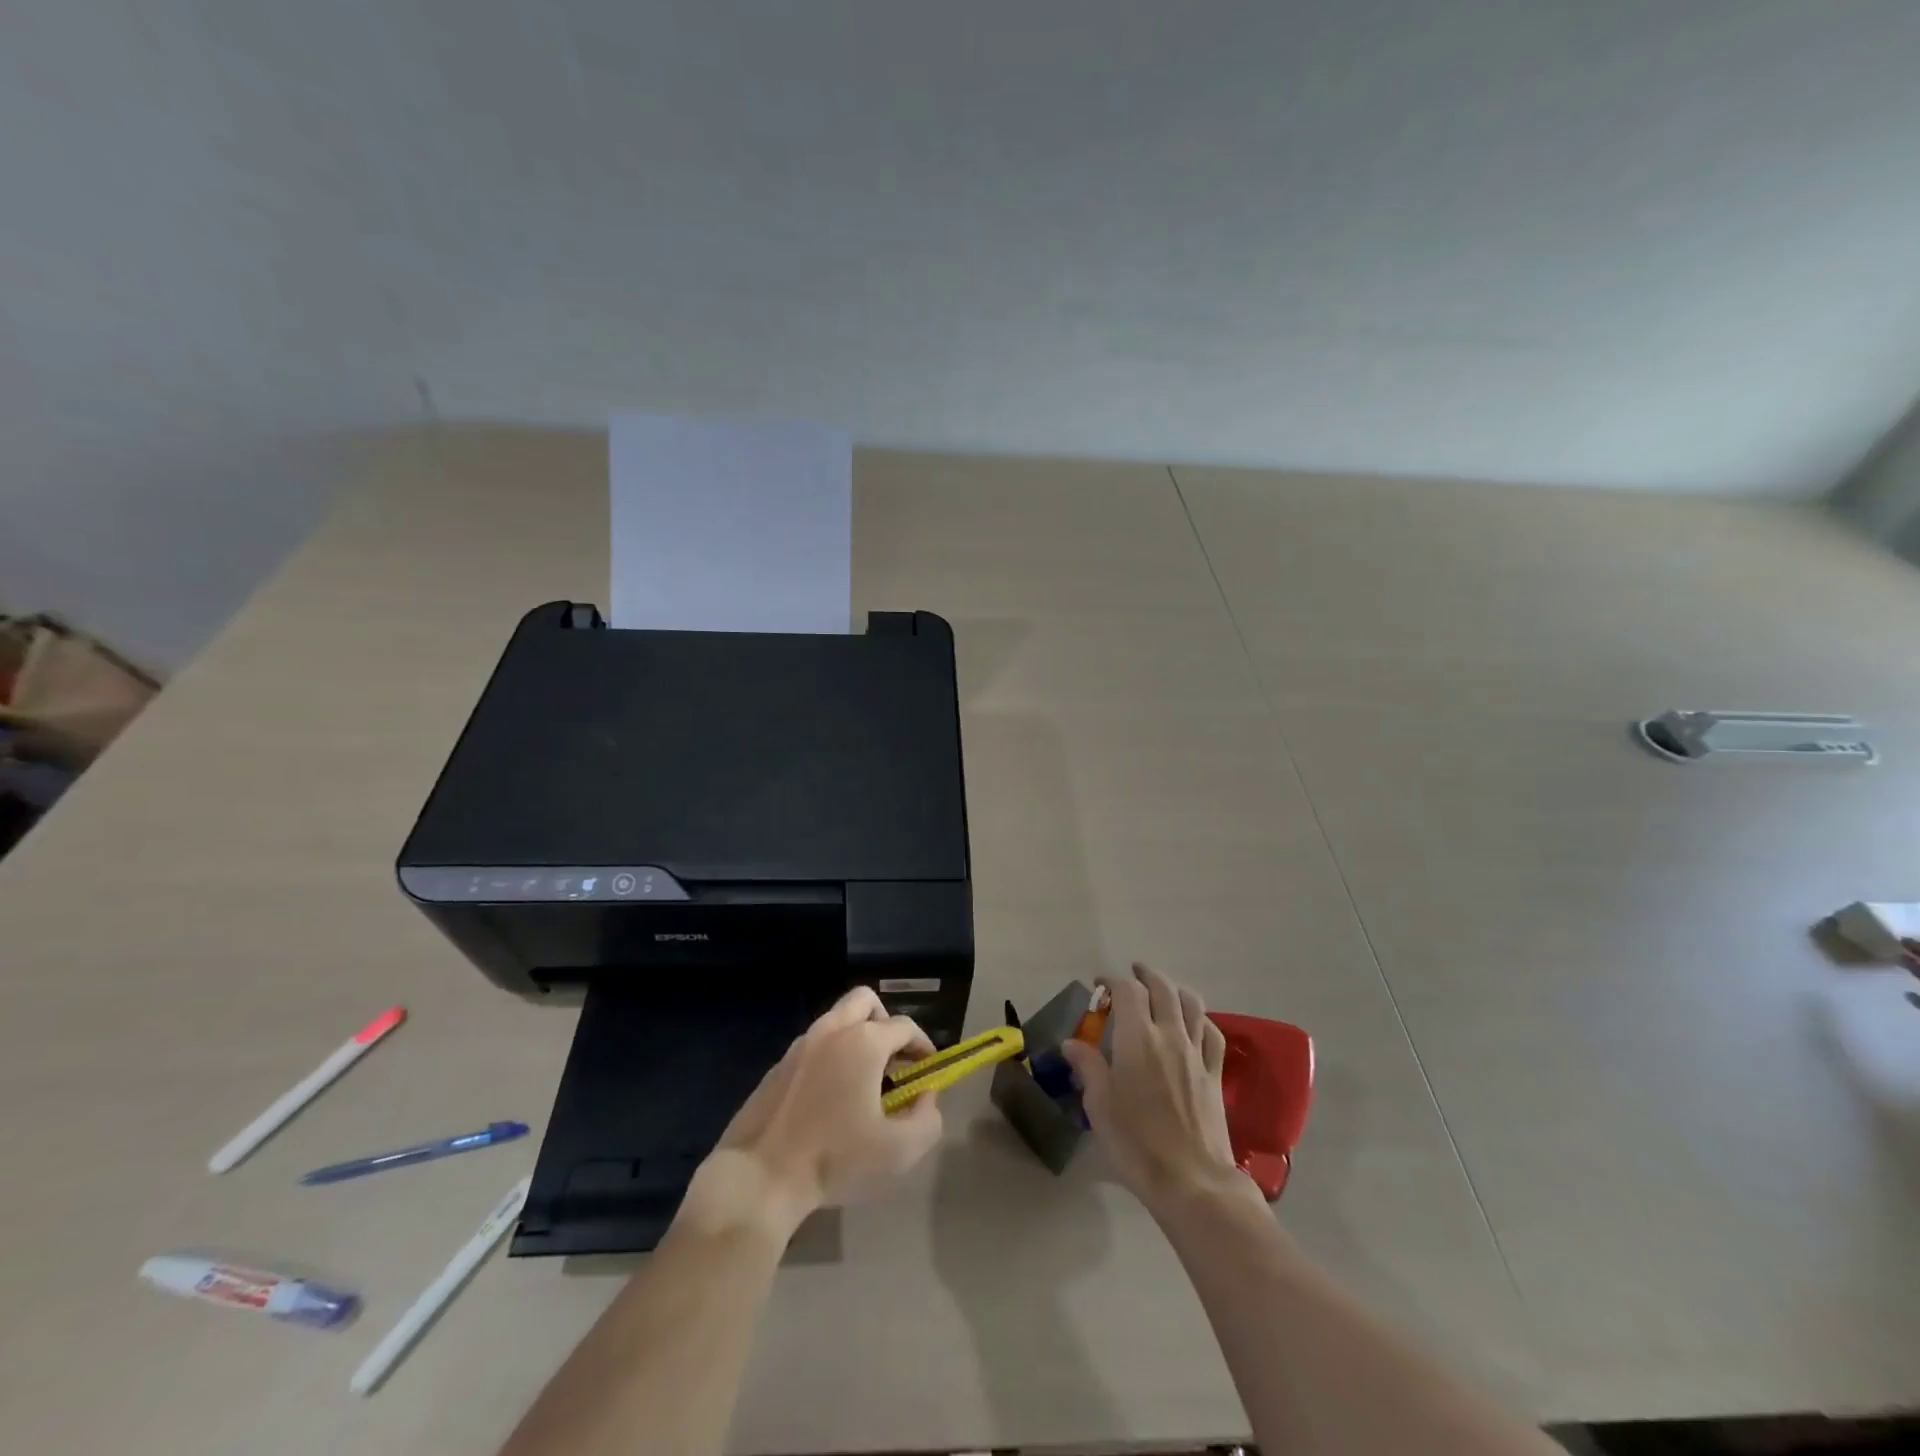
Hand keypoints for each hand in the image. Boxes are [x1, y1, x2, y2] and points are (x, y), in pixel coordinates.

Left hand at [684, 988, 944, 1237]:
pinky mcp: (778, 1066)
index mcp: (863, 1042)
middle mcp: (832, 1031)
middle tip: (894, 1058)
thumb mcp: (899, 1150)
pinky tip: (830, 1097)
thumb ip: (927, 1118)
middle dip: (886, 1021)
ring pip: (836, 1020)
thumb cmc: (835, 1159)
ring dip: (857, 1037)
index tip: (928, 1068)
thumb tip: (926, 1096)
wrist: (760, 1177)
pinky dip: (831, 1056)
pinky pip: (814, 1046)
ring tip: (864, 1079)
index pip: (904, 1026)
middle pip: (865, 1000)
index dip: (923, 1044)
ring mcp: (800, 1045)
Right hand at [1061, 963, 1243, 1213]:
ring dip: (1174, 989)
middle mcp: (1169, 1035)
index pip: (1127, 990)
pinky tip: (1193, 1024)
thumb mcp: (1100, 1106)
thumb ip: (1088, 1067)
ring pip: (1192, 1003)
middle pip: (1162, 988)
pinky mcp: (1215, 1074)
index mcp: (1137, 1038)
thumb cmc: (1137, 1143)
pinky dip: (1200, 1019)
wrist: (1193, 1182)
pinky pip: (1212, 1033)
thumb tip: (1071, 1043)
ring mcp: (1197, 1053)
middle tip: (1132, 974)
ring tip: (1162, 991)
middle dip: (1145, 975)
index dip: (1112, 981)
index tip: (1098, 987)